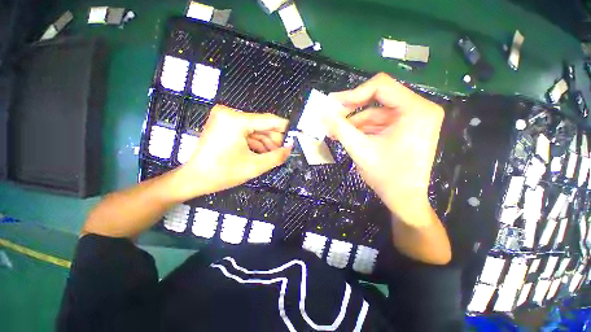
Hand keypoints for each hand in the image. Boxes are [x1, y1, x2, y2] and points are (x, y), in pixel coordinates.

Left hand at [175, 105, 290, 199]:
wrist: (195, 178)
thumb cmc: (222, 173)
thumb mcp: (254, 166)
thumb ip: (276, 157)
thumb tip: (290, 149)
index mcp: (236, 120)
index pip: (269, 120)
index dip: (284, 129)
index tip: (293, 138)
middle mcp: (230, 113)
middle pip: (262, 124)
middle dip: (273, 139)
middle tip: (279, 153)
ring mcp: (225, 118)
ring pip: (255, 129)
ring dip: (264, 142)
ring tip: (270, 156)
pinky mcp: (224, 124)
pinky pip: (246, 131)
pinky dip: (254, 142)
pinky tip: (259, 153)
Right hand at [324, 73, 443, 225]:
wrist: (405, 200)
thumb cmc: (387, 176)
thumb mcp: (360, 150)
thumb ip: (340, 128)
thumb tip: (322, 112)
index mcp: (416, 110)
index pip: (380, 86)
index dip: (353, 94)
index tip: (332, 104)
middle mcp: (419, 109)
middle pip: (378, 98)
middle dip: (351, 109)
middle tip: (331, 117)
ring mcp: (413, 119)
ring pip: (376, 112)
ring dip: (354, 122)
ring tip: (334, 131)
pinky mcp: (406, 129)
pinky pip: (380, 122)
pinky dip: (362, 128)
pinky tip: (347, 135)